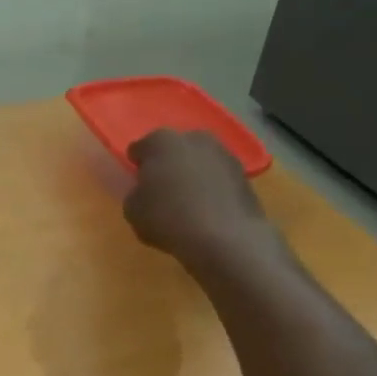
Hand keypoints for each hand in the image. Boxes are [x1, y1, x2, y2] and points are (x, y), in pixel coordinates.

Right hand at [124, 129, 279, 269]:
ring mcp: (222, 152)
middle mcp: (193, 138)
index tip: (136, 183)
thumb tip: (145, 191)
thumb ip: (135, 194)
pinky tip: (206, 209)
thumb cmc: (169, 219)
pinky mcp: (243, 172)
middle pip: (172, 148)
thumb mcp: (133, 211)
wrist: (225, 237)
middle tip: (160, 190)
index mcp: (160, 142)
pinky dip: (210, 187)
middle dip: (166, 164)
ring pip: (197, 160)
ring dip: (190, 174)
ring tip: (186, 201)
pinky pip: (216, 177)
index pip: (139, 148)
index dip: (135, 166)